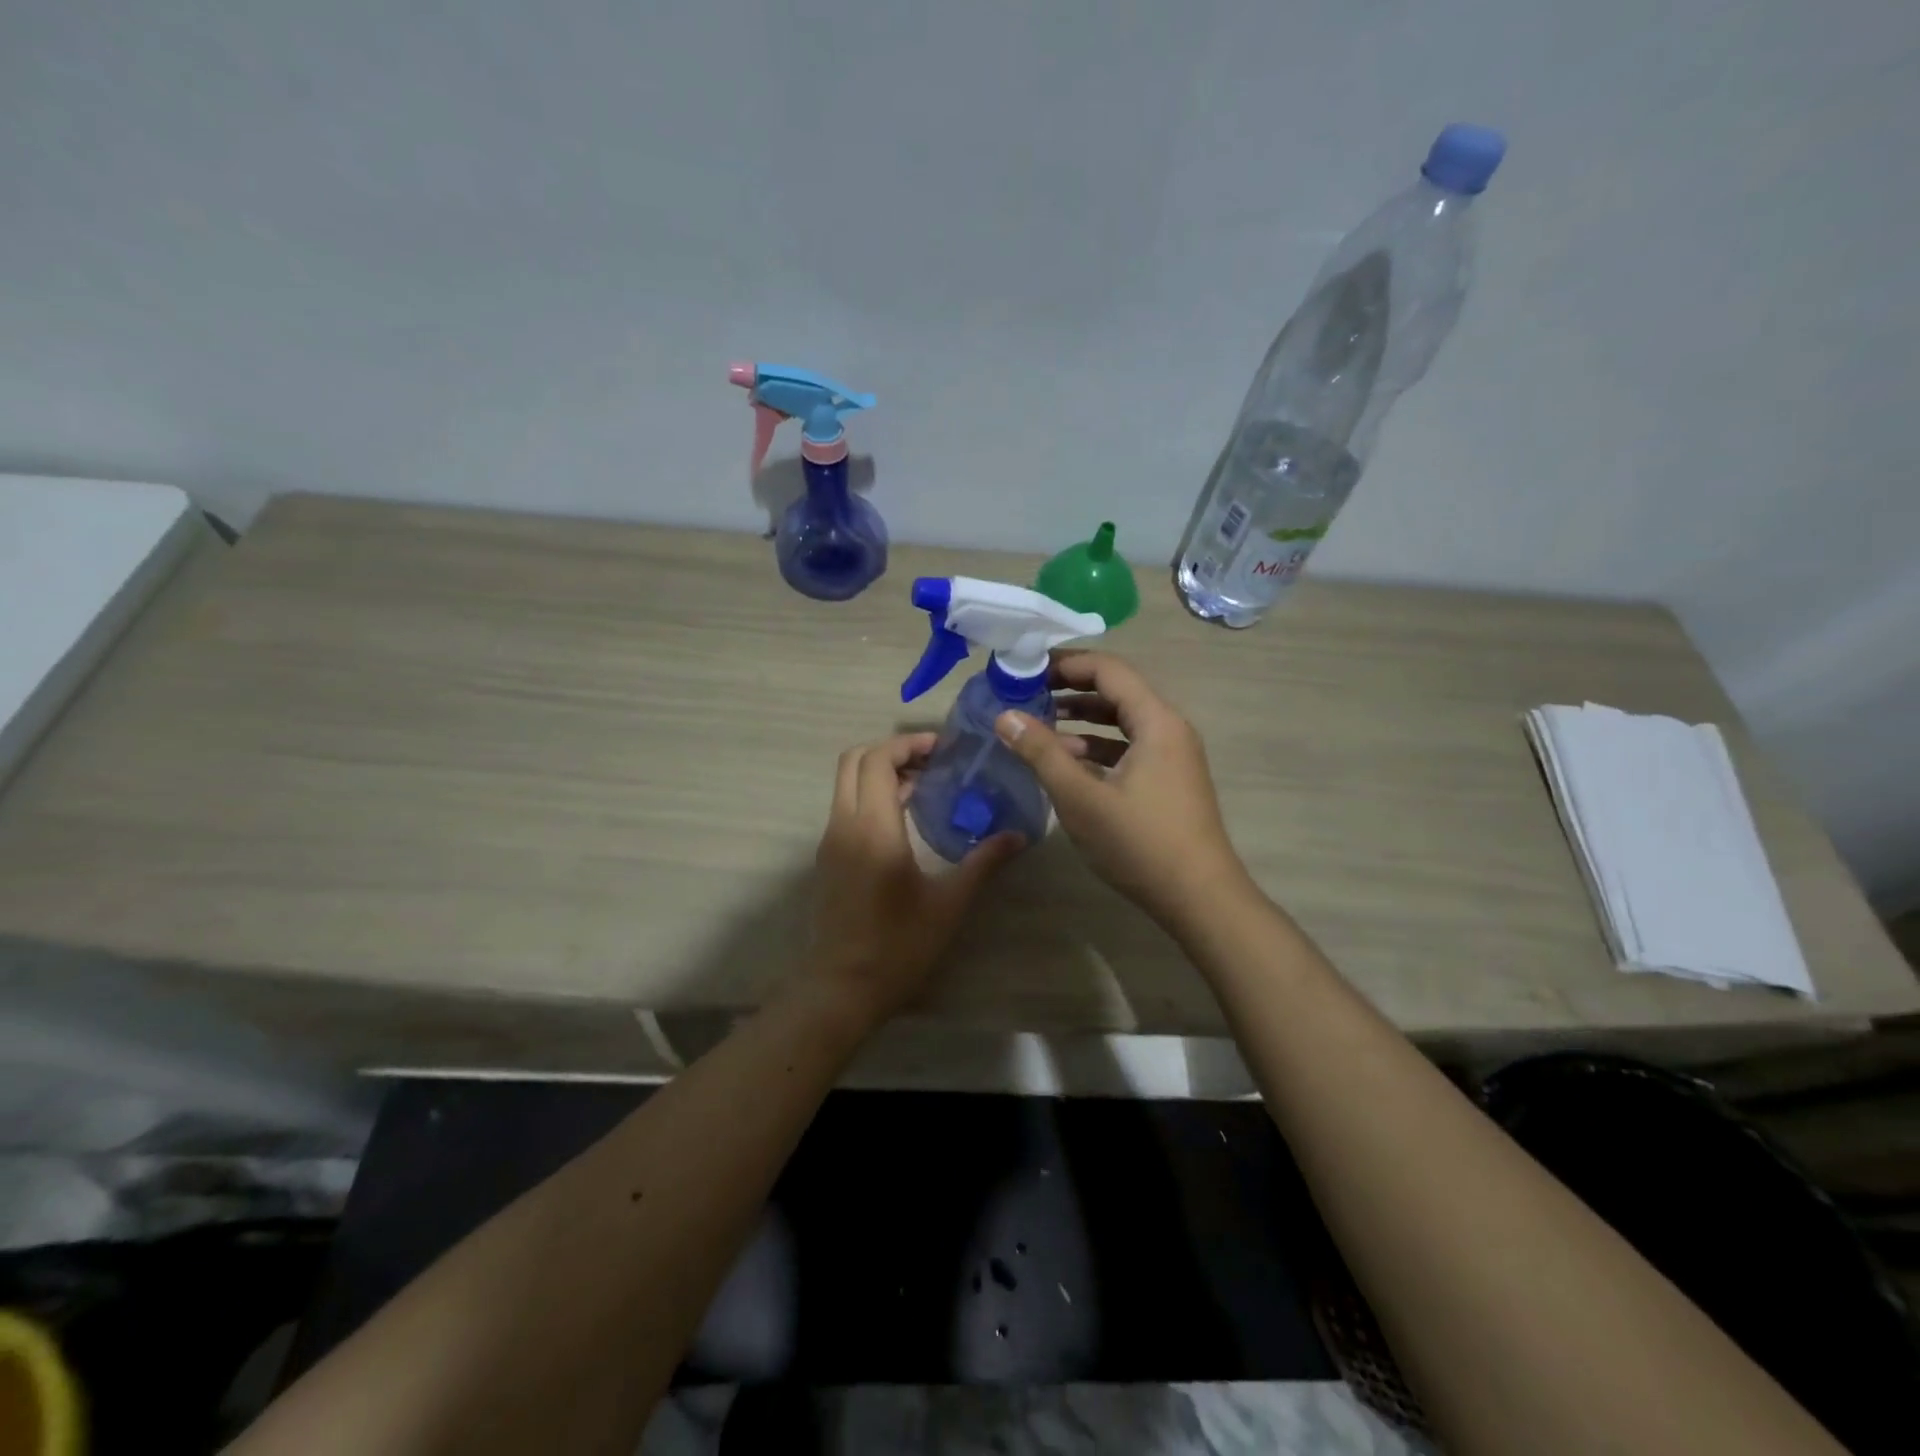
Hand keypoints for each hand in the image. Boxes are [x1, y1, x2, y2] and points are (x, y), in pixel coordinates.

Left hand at [806, 733, 1021, 1027]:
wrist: (842, 987)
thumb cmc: (899, 945)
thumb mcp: (949, 903)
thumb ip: (984, 861)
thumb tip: (1019, 835)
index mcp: (873, 828)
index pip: (877, 760)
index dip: (907, 744)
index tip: (942, 749)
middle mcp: (844, 824)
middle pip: (854, 760)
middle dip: (891, 750)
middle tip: (933, 761)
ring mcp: (831, 840)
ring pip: (846, 782)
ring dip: (880, 772)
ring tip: (926, 784)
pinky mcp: (828, 857)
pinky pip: (845, 806)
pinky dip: (870, 794)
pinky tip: (906, 817)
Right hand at [994, 652, 1250, 927]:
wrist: (1200, 899)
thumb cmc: (1140, 844)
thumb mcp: (1081, 798)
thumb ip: (1041, 753)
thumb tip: (1005, 716)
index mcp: (1156, 721)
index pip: (1109, 670)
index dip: (1066, 663)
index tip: (1026, 668)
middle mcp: (1169, 728)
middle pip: (1117, 690)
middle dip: (1070, 688)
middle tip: (1027, 692)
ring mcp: (1173, 755)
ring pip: (1123, 721)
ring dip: (1083, 719)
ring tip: (1041, 724)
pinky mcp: (1169, 780)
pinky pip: (1130, 747)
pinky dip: (1098, 746)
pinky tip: (1069, 762)